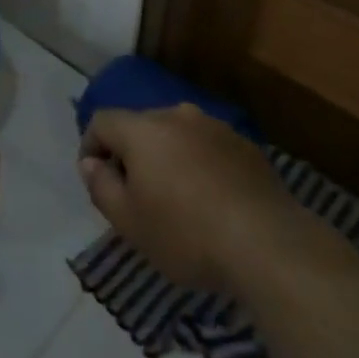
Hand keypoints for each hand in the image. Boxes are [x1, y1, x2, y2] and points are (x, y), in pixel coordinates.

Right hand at [79, 104, 301, 296]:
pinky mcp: (244, 144)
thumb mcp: (129, 222)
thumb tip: (90, 163)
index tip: (96, 180)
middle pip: (140, 125)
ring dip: (166, 158)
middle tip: (134, 195)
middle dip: (130, 154)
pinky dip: (198, 165)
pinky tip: (210, 200)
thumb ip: (100, 186)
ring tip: (175, 199)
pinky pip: (206, 147)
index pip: (102, 120)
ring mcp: (215, 126)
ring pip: (176, 134)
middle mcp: (177, 114)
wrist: (267, 243)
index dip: (90, 146)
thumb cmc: (186, 234)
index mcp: (143, 128)